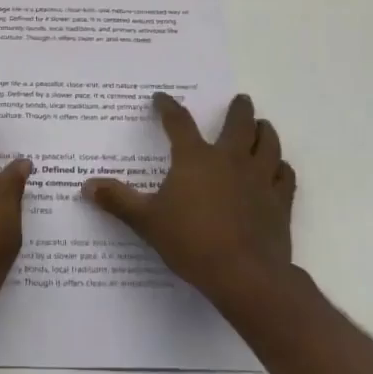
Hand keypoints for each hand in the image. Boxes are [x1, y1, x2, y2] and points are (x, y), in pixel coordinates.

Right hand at [82, 93, 296, 314]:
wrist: (245, 275)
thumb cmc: (191, 243)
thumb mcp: (147, 222)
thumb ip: (118, 201)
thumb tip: (87, 186)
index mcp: (195, 159)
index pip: (179, 122)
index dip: (168, 107)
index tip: (161, 98)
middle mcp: (230, 160)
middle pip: (239, 124)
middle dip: (239, 109)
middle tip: (241, 99)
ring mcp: (260, 179)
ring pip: (268, 144)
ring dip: (266, 131)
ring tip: (263, 125)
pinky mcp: (280, 202)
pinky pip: (285, 175)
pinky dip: (281, 167)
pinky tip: (279, 168)